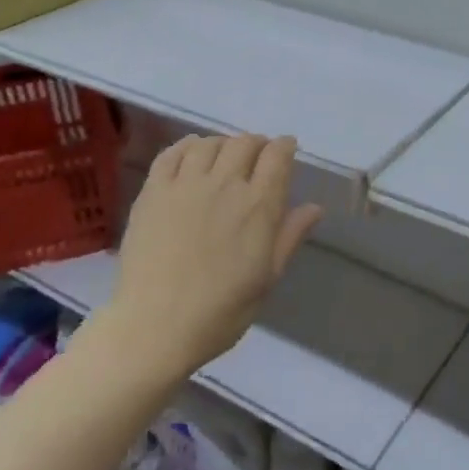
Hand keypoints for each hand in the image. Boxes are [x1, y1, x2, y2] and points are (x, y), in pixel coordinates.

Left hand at [101, 133, 323, 379]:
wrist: (155, 326)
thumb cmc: (220, 311)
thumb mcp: (267, 278)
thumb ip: (289, 237)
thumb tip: (315, 207)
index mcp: (258, 206)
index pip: (277, 156)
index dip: (285, 146)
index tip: (287, 149)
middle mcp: (224, 184)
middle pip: (244, 143)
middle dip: (256, 144)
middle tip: (257, 157)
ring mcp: (185, 185)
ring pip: (209, 144)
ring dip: (223, 144)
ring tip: (224, 157)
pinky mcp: (153, 191)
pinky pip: (171, 153)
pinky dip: (187, 146)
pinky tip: (191, 154)